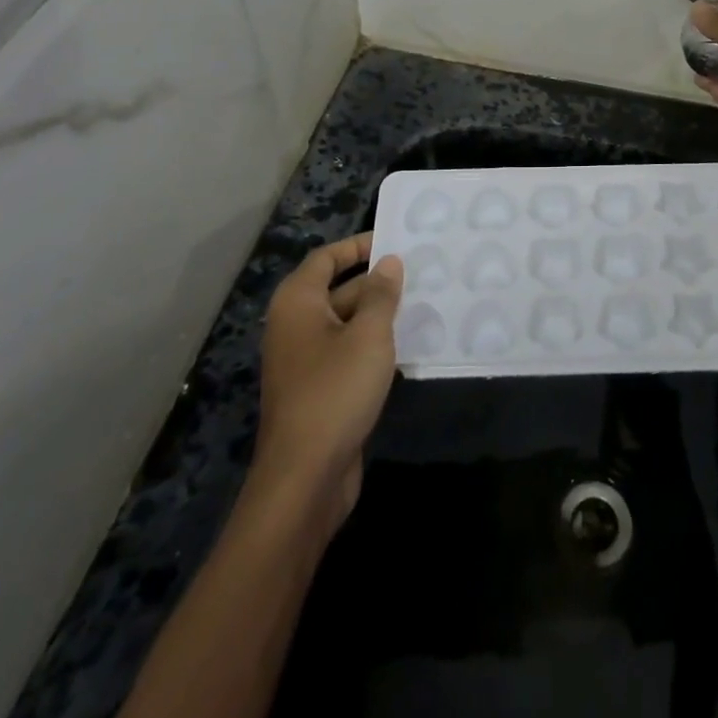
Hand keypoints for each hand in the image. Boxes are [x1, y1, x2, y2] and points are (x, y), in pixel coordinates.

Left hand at [253, 233, 402, 530]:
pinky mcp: (318, 390)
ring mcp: (305, 361)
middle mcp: (295, 326)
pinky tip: (407, 346)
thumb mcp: (368, 335)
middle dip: (376, 282)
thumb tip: (389, 262)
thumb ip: (381, 295)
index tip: (393, 240)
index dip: (357, 246)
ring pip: (345, 324)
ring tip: (422, 304)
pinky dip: (373, 345)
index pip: (326, 258)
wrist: (305, 477)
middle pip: (337, 289)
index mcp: (298, 303)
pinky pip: (347, 353)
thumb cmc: (335, 391)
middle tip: (420, 273)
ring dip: (378, 315)